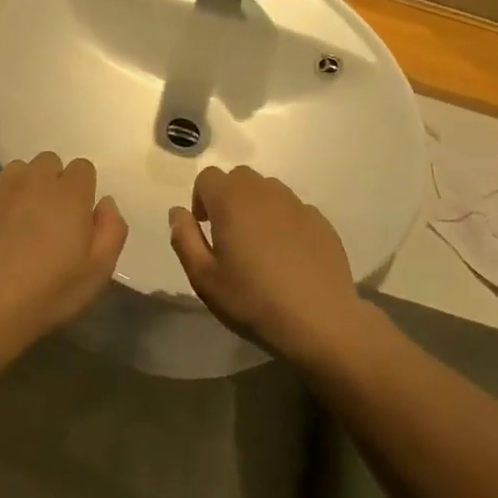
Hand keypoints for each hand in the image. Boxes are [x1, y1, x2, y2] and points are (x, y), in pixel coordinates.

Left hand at [0, 153, 127, 356]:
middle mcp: (34, 180)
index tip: (78, 217)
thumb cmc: (45, 293)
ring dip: (24, 187)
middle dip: (53, 182)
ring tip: (21, 221)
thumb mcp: (97, 273)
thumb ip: (111, 231)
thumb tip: (106, 203)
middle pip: (49, 162)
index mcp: (69, 194)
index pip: (83, 168)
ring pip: (17, 171)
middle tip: (51, 218)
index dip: (83, 189)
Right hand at [168, 165, 360, 357]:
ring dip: (256, 207)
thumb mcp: (203, 277)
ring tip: (258, 245)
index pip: (207, 177)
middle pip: (238, 178)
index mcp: (231, 200)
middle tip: (228, 235)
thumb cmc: (252, 300)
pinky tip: (287, 256)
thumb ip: (184, 238)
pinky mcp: (320, 221)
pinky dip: (283, 222)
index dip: (200, 199)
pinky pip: (293, 210)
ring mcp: (296, 204)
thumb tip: (178, 212)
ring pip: (268, 190)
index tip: (205, 229)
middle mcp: (264, 191)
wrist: (319, 321)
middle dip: (227, 198)